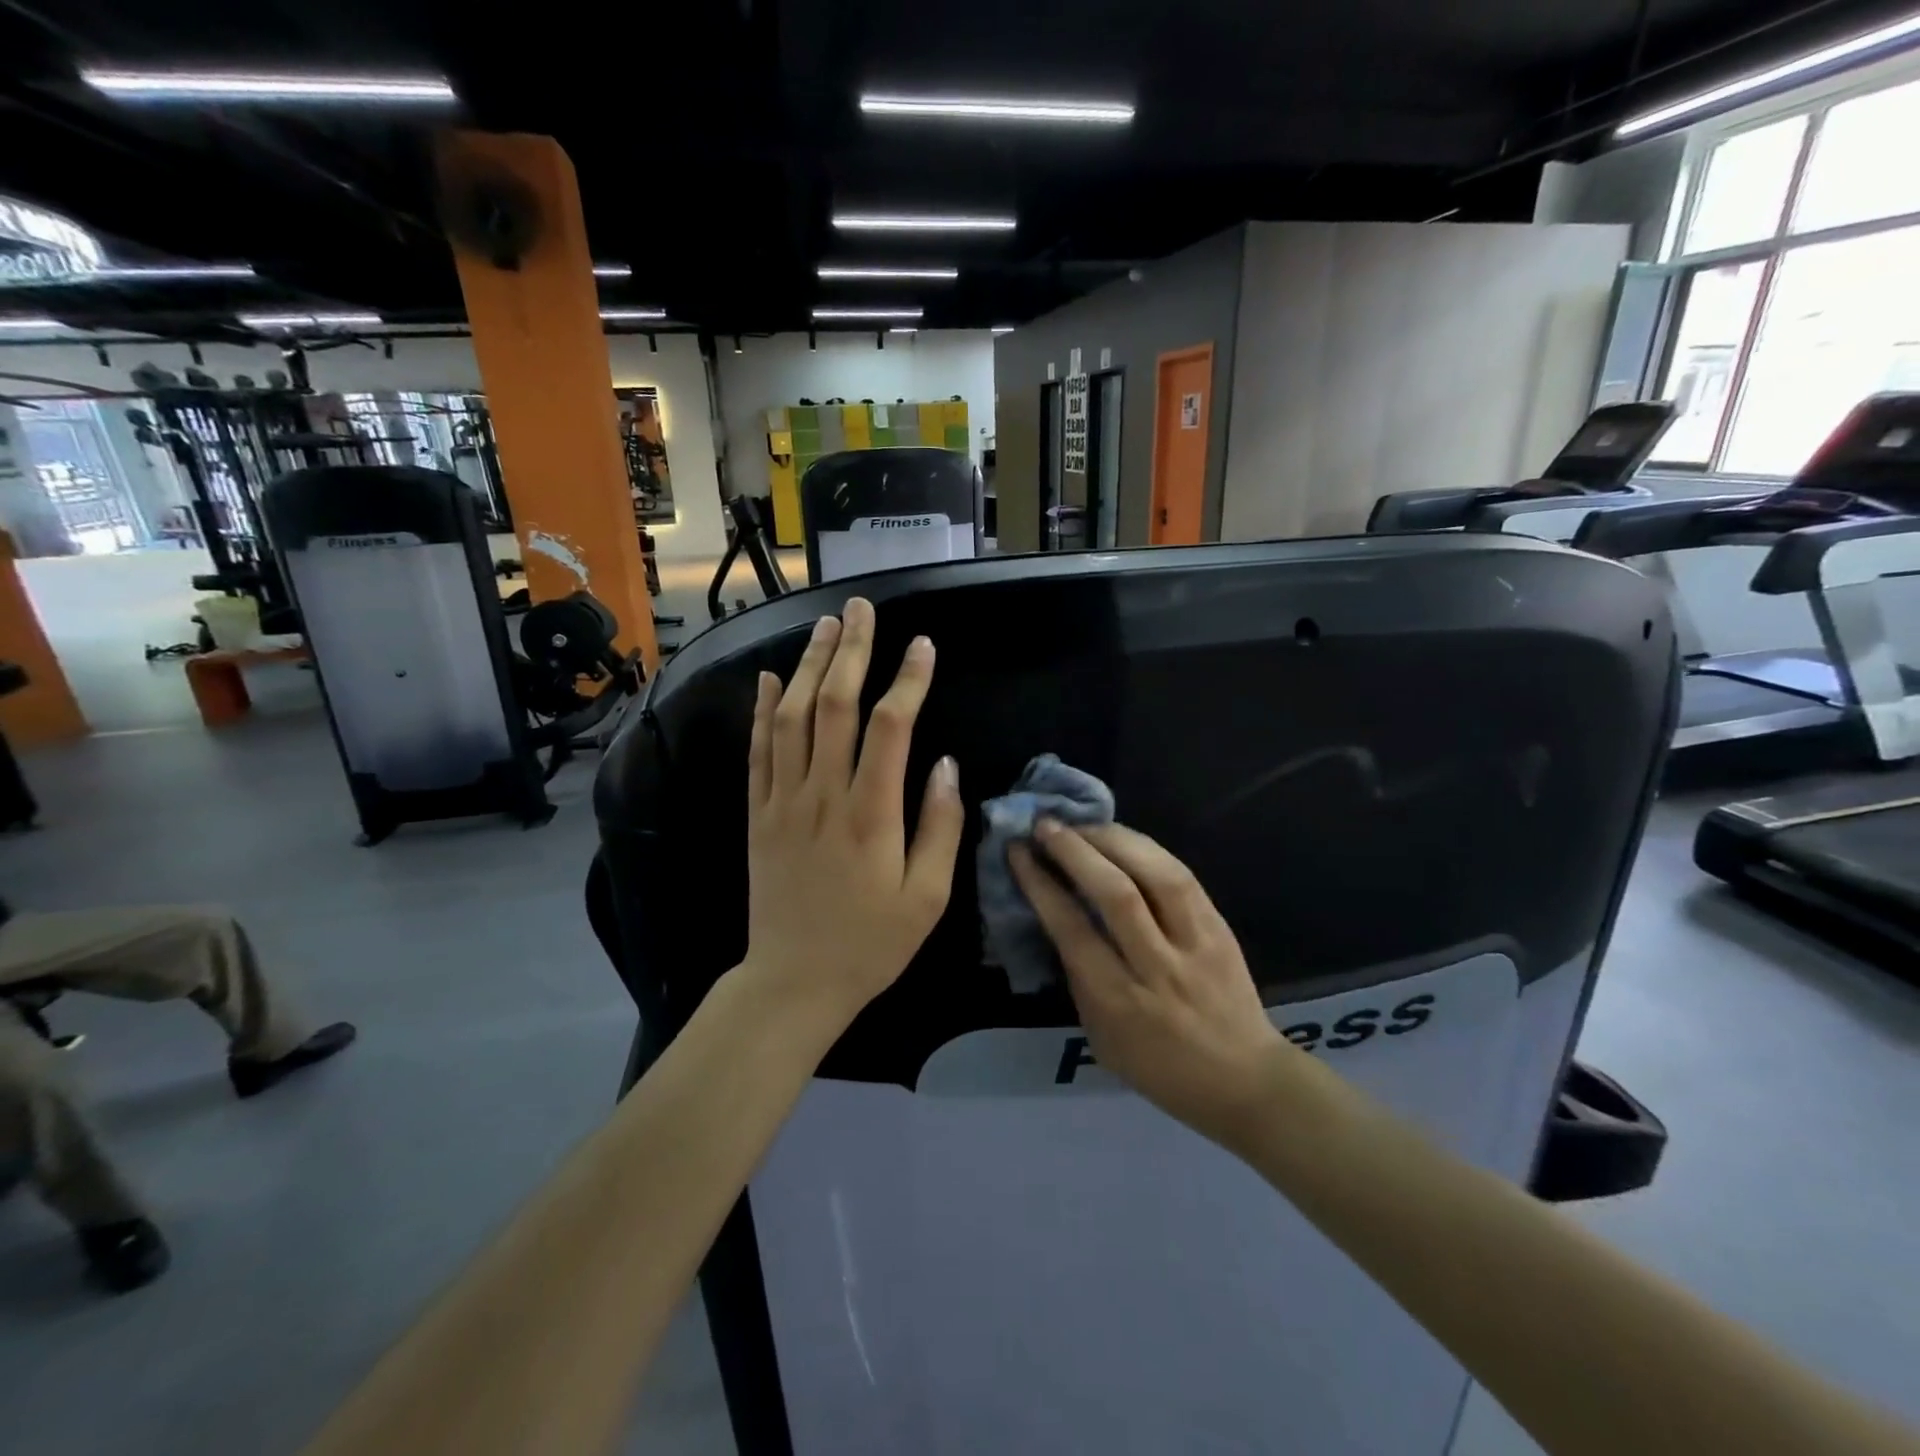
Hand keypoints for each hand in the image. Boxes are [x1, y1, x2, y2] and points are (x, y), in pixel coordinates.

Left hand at [743, 597, 963, 1029]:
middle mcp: (822, 795)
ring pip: (792, 717)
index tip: (922, 645)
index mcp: (870, 815)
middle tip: (862, 609)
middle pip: (834, 705)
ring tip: (825, 625)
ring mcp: (782, 802)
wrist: (793, 982)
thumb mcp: (927, 898)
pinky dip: (762, 710)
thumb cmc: (870, 944)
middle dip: (851, 651)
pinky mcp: (757, 814)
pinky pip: (758, 751)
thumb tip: (945, 764)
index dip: (907, 680)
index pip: (889, 727)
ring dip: (808, 666)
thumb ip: (939, 827)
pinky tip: (770, 677)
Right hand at [1010, 822, 1288, 1146]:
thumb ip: (1079, 978)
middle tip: (1045, 825)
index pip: (1072, 929)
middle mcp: (1158, 967)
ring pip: (1155, 874)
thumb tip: (1058, 917)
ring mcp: (1195, 943)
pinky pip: (1182, 875)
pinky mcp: (1220, 927)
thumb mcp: (1101, 1037)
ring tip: (1083, 825)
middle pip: (1115, 893)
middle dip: (1074, 850)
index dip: (1041, 883)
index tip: (1019, 851)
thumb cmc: (1159, 1067)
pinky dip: (1146, 848)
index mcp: (1119, 1002)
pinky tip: (1122, 838)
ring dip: (1112, 839)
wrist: (1244, 1079)